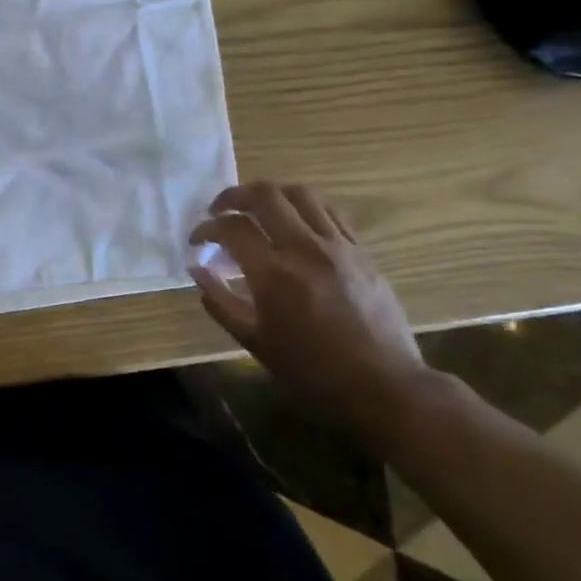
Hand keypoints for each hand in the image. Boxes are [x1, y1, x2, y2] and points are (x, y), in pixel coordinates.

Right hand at [189, 182, 448, 447]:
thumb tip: (197, 270)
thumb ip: (220, 301)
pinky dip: (303, 207)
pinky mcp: (361, 252)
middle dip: (234, 196)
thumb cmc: (311, 371)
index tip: (197, 241)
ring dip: (270, 194)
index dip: (206, 228)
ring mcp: (338, 247)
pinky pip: (329, 211)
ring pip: (300, 194)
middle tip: (220, 211)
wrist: (383, 387)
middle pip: (265, 196)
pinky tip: (293, 223)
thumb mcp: (254, 342)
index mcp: (274, 275)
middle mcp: (305, 250)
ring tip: (256, 209)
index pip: (232, 227)